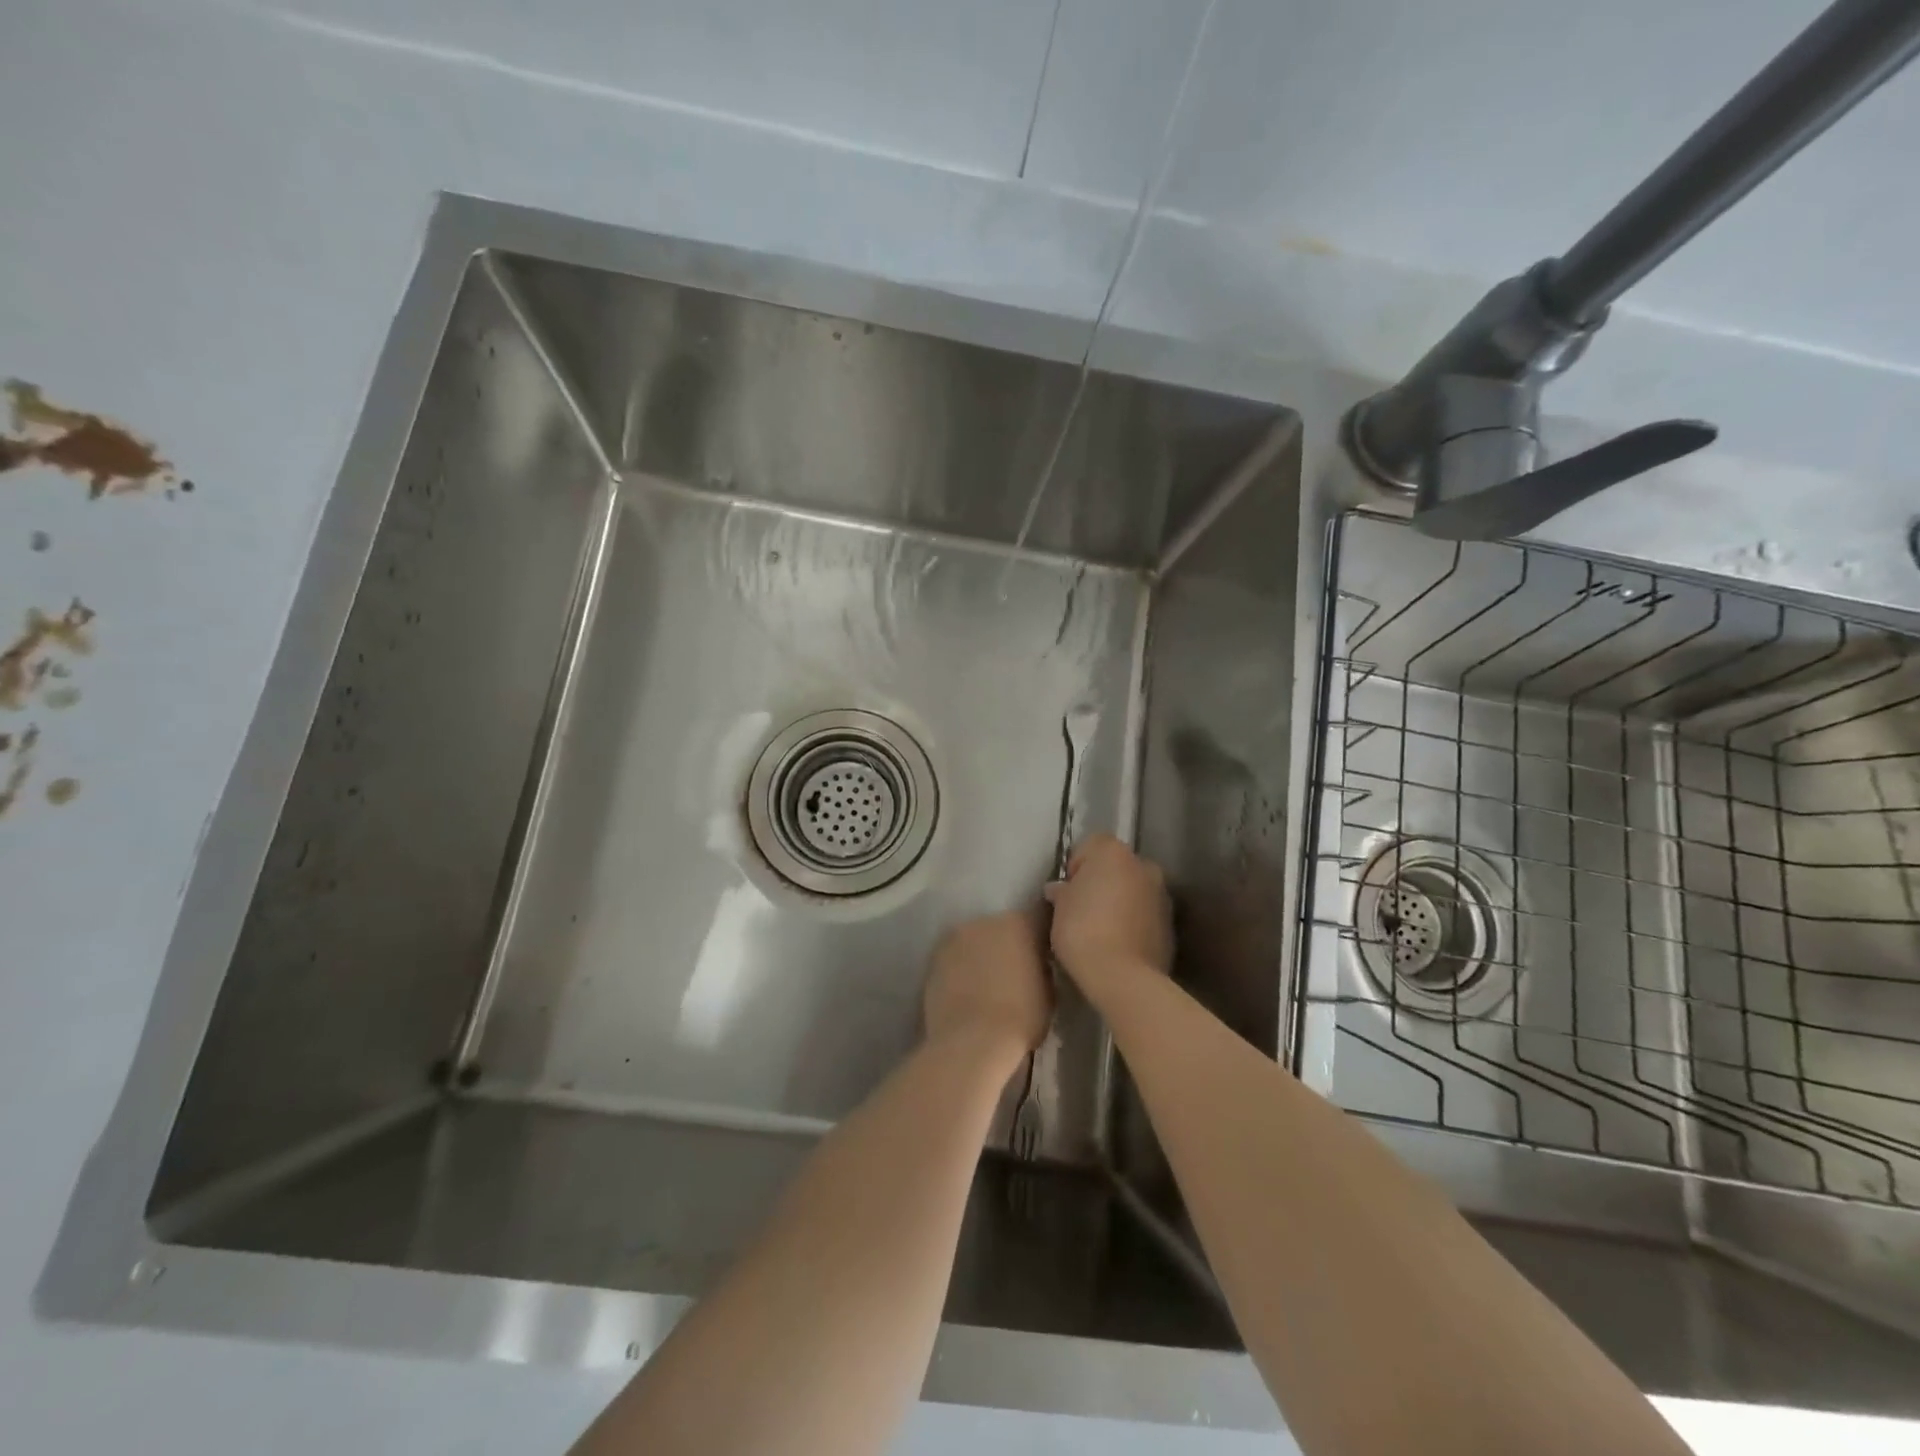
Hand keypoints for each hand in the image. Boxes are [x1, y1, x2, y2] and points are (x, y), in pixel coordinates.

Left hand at [923, 911, 1051, 1062]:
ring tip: (986, 984)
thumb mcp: (1049, 992)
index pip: (1037, 918)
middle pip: (1002, 927)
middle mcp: (986, 920)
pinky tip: (966, 991)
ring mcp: (955, 937)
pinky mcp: (933, 957)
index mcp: (1020, 923)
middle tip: (1014, 972)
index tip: (1043, 955)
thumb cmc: (1021, 1018)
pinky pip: (954, 958)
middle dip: (1008, 944)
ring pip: (974, 940)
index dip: (1040, 937)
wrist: (972, 1041)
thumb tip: (1036, 965)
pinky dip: (960, 969)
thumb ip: (1041, 968)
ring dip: (981, 954)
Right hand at [1043, 834, 1172, 992]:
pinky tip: (1118, 942)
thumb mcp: (1059, 908)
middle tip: (1082, 908)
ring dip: (1120, 900)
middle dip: (1101, 881)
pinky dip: (1133, 920)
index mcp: (1114, 852)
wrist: (1124, 977)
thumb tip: (1060, 890)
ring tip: (1101, 929)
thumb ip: (1062, 891)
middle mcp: (1143, 864)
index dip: (1076, 865)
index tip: (1067, 890)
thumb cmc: (1083, 931)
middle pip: (1116, 866)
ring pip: (1133, 889)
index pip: (1091, 845)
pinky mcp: (1171, 922)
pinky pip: (1145, 913)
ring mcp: (1161, 894)